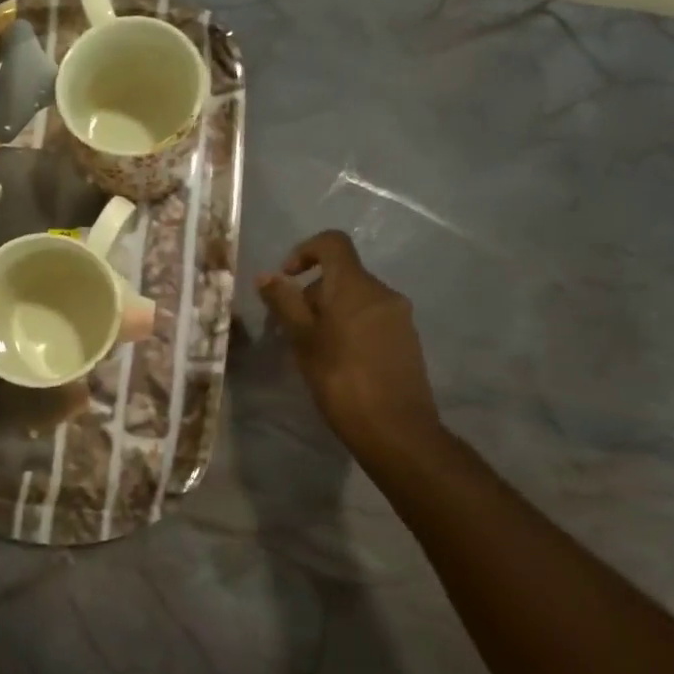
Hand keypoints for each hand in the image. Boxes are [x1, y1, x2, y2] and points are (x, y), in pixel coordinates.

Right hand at [257, 231, 443, 453]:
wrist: (396, 430)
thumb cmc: (341, 380)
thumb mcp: (303, 340)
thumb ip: (284, 303)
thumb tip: (267, 276)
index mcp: (356, 286)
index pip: (332, 243)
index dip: (305, 251)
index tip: (287, 279)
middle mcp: (383, 292)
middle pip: (342, 274)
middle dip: (312, 293)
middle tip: (291, 329)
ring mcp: (399, 316)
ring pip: (356, 299)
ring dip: (330, 312)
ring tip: (312, 349)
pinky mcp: (407, 340)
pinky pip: (372, 318)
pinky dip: (350, 326)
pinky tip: (339, 361)